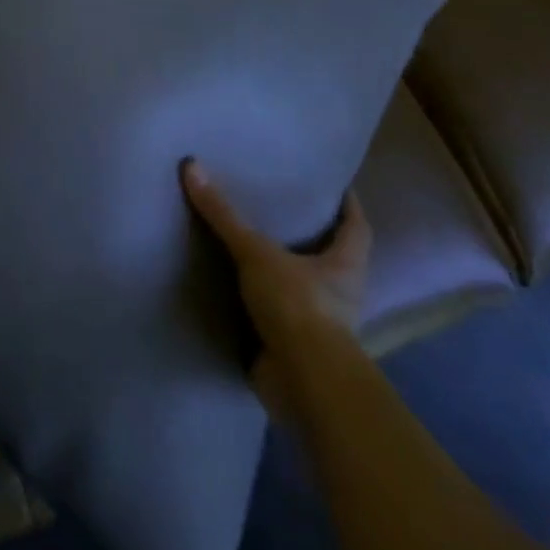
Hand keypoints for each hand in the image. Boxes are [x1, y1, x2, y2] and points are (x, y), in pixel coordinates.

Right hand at [181, 159, 370, 416]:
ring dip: (285, 273)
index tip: (333, 184)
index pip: (356, 227)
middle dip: (311, 237)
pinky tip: (237, 290)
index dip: (347, 205)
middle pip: (332, 258)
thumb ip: (224, 214)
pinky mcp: (298, 350)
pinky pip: (281, 318)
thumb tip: (192, 165)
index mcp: (346, 266)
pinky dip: (263, 306)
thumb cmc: (298, 307)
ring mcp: (322, 327)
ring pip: (306, 289)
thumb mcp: (256, 253)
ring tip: (253, 245)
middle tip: (281, 207)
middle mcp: (341, 295)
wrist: (304, 384)